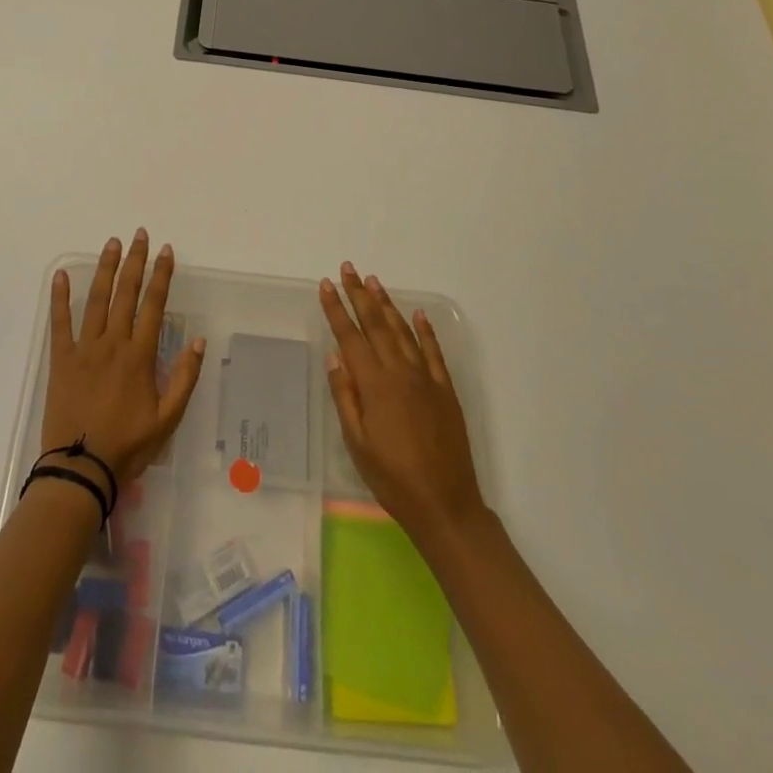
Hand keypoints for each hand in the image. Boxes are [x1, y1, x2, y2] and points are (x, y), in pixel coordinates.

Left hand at [43, 230, 205, 488]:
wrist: (81, 469)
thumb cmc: (128, 446)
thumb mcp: (168, 419)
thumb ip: (185, 378)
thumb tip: (198, 341)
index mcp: (140, 355)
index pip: (154, 305)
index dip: (161, 276)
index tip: (166, 251)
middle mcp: (113, 343)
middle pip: (126, 293)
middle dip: (135, 261)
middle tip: (139, 235)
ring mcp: (85, 348)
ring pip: (96, 299)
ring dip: (105, 268)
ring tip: (112, 244)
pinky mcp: (61, 359)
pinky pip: (60, 322)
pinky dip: (60, 297)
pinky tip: (60, 275)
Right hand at [320, 263, 488, 542]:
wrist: (446, 504)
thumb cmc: (392, 478)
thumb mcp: (357, 443)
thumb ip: (345, 396)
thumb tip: (334, 357)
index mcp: (375, 385)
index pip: (350, 337)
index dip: (336, 309)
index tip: (325, 285)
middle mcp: (400, 372)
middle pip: (376, 324)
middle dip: (359, 295)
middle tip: (348, 268)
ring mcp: (426, 378)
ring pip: (403, 331)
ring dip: (387, 304)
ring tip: (373, 281)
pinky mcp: (445, 390)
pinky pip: (434, 351)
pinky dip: (426, 330)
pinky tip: (418, 314)